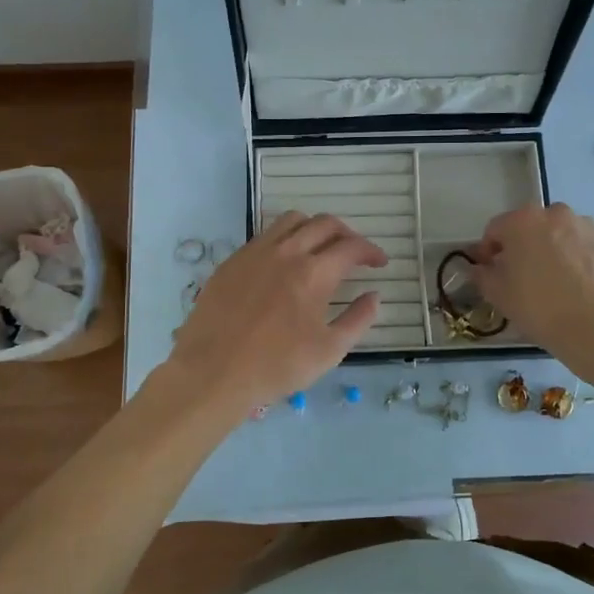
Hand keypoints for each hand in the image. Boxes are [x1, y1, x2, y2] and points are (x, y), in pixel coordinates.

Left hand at [168, 212, 385, 413]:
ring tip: (319, 249)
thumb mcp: (330, 350)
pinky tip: (284, 264)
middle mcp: (286, 252)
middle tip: (354, 253)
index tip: (379, 263)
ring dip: (314, 228)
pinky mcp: (232, 261)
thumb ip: (358, 319)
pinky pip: (264, 236)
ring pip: (292, 221)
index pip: (351, 247)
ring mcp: (255, 253)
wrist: (213, 372)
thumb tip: (374, 296)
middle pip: (324, 224)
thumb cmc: (276, 366)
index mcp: (314, 273)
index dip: (371, 251)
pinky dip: (285, 239)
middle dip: (346, 234)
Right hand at [470, 204, 593, 375]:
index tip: (490, 271)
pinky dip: (584, 259)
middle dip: (526, 246)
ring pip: (564, 234)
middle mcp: (557, 214)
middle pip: (532, 227)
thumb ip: (482, 274)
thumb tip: (480, 267)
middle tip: (525, 277)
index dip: (489, 251)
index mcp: (523, 221)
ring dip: (556, 250)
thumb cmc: (541, 309)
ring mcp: (590, 226)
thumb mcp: (499, 295)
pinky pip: (590, 246)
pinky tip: (585, 286)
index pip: (495, 229)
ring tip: (560, 283)